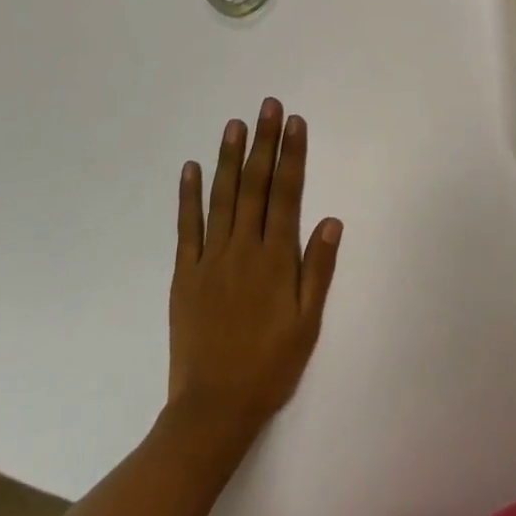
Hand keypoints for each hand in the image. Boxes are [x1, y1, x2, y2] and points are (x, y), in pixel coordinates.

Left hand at [168, 99, 341, 437]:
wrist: (213, 409)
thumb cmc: (270, 366)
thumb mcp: (307, 323)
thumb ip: (318, 269)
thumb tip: (331, 220)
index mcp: (276, 258)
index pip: (287, 194)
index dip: (291, 155)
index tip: (294, 123)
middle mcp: (243, 249)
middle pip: (255, 185)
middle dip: (263, 143)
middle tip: (267, 106)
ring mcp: (210, 259)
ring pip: (221, 198)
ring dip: (228, 158)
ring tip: (234, 124)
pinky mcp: (184, 275)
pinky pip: (186, 228)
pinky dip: (188, 197)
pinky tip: (191, 168)